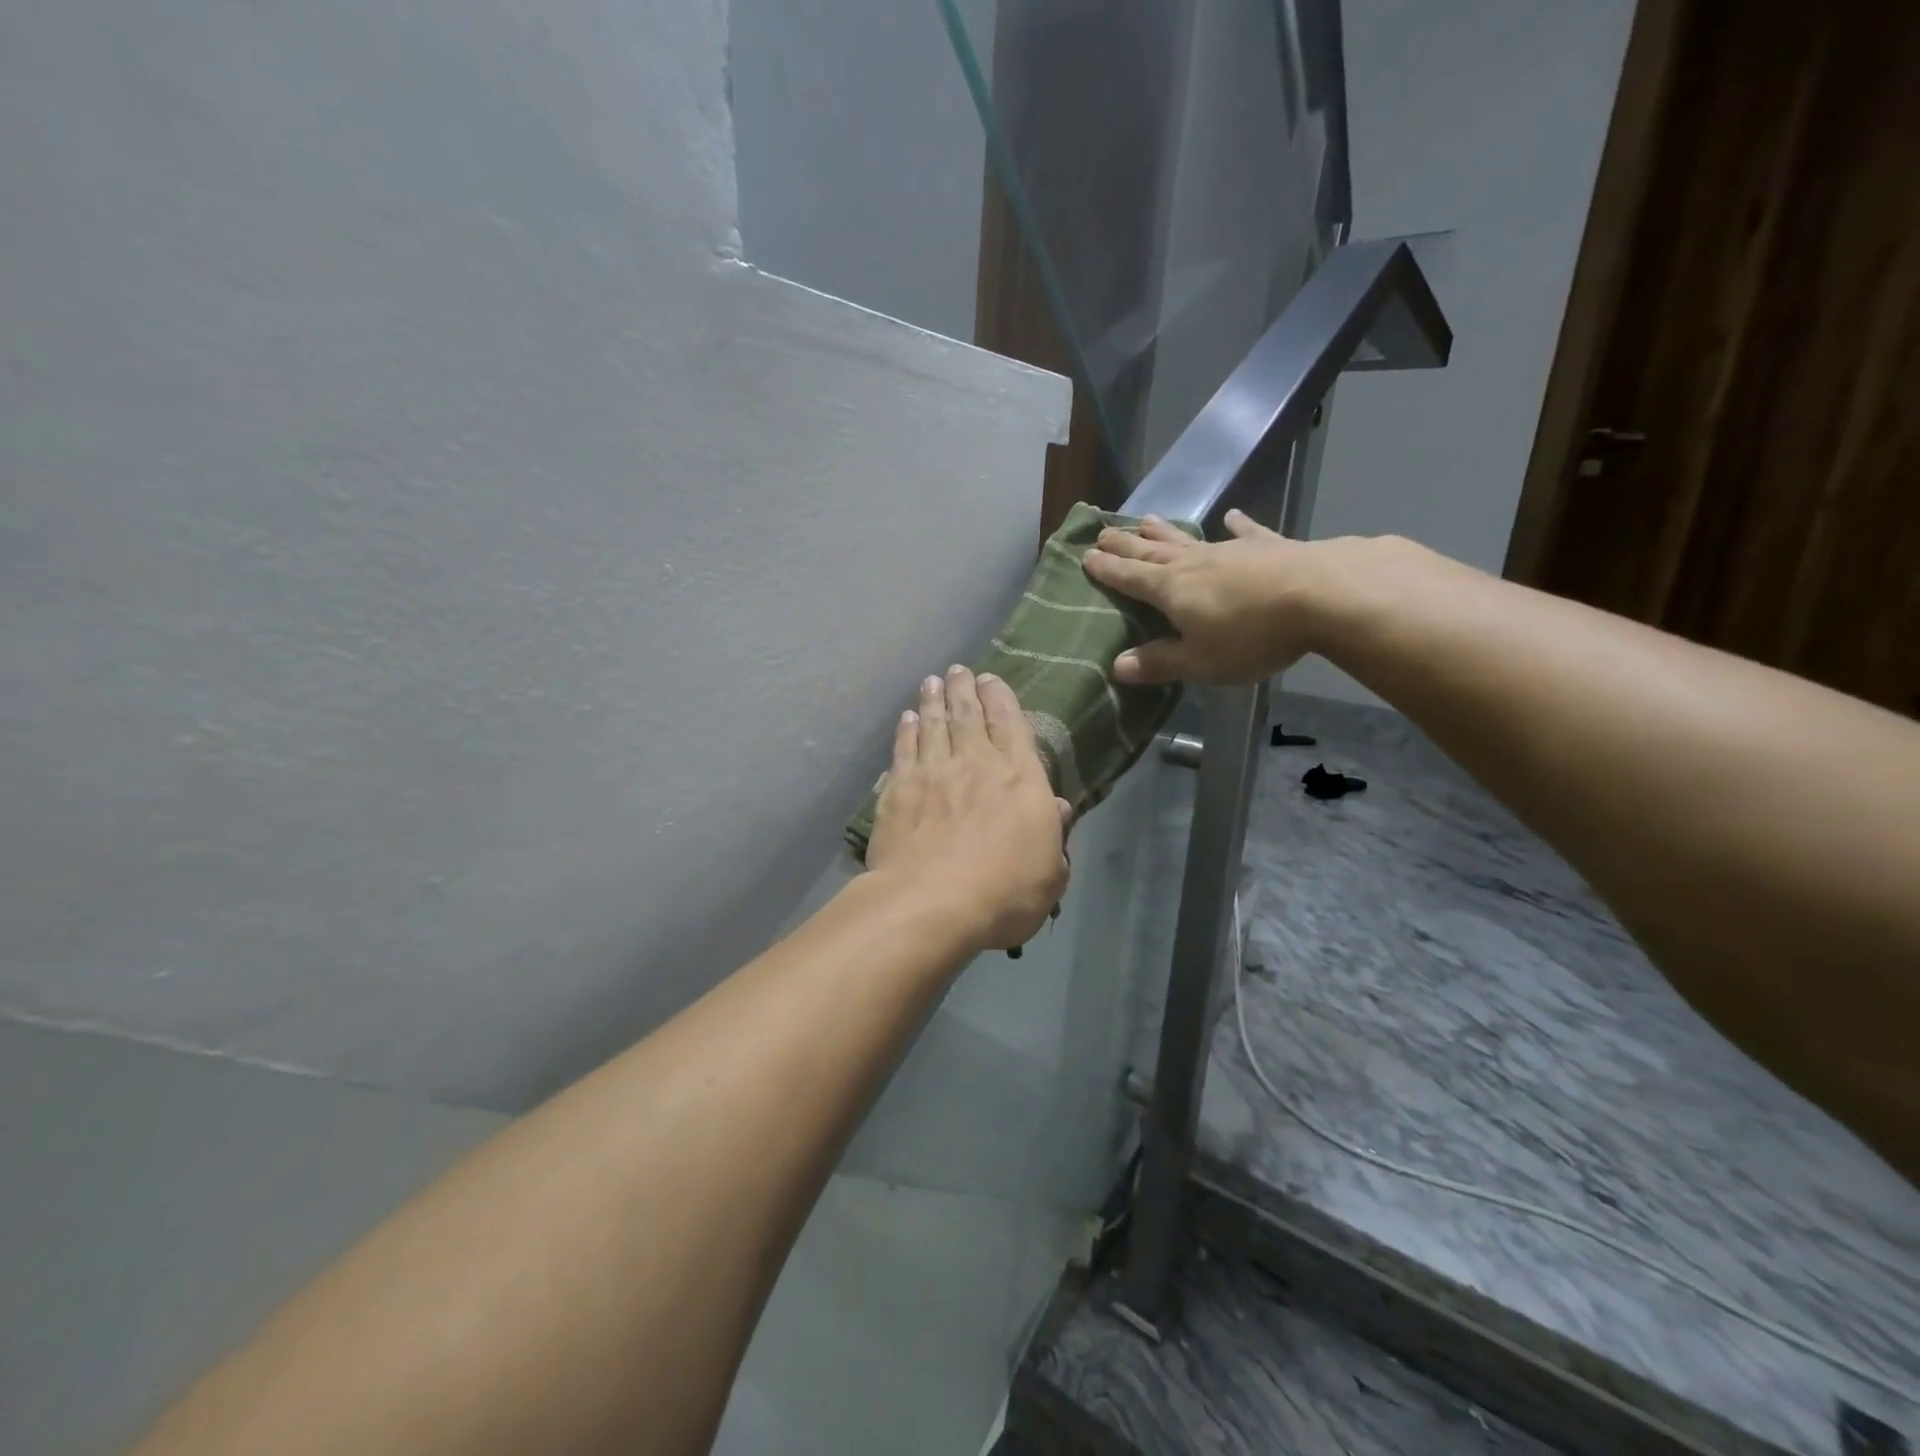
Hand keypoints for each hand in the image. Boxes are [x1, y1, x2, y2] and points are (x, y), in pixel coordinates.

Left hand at [865, 666, 1071, 951]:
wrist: (931, 903)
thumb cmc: (1004, 893)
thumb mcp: (1050, 873)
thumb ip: (1054, 835)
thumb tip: (1057, 806)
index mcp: (1020, 778)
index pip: (1011, 724)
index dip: (1001, 698)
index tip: (991, 680)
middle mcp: (976, 763)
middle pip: (968, 715)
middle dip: (964, 689)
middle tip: (958, 671)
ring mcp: (933, 772)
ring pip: (933, 724)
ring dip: (933, 701)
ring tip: (932, 682)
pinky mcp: (899, 789)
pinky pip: (904, 749)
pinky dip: (906, 731)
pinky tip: (906, 720)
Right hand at [1082, 510, 1339, 684]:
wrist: (1322, 597)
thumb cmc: (1251, 636)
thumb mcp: (1200, 661)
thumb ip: (1159, 663)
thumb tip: (1117, 666)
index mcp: (1172, 590)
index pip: (1129, 578)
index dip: (1106, 569)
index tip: (1085, 555)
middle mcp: (1194, 563)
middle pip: (1151, 552)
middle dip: (1125, 545)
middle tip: (1103, 531)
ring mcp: (1231, 551)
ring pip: (1188, 539)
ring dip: (1164, 531)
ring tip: (1144, 519)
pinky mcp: (1268, 546)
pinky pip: (1245, 533)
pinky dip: (1237, 525)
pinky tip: (1231, 517)